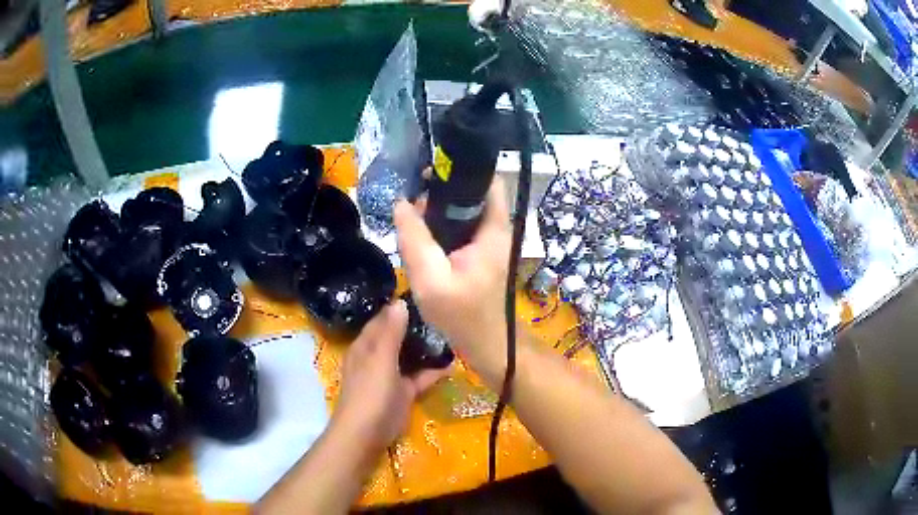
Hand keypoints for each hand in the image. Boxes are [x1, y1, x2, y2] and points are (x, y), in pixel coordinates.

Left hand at [334, 300, 447, 450]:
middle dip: (417, 326)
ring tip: (452, 333)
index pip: (383, 318)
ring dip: (426, 348)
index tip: (425, 294)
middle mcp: (377, 356)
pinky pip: (419, 377)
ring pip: (410, 356)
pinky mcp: (403, 392)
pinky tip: (453, 364)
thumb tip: (400, 302)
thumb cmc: (370, 392)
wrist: (366, 433)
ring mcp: (390, 375)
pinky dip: (433, 371)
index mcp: (366, 344)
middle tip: (445, 312)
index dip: (399, 307)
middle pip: (398, 335)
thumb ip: (391, 331)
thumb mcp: (381, 359)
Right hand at [393, 178, 511, 388]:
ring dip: (440, 209)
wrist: (485, 342)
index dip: (462, 170)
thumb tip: (400, 204)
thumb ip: (414, 239)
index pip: (488, 181)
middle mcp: (495, 228)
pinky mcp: (479, 251)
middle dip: (442, 191)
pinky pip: (460, 227)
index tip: (431, 173)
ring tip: (413, 217)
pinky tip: (423, 234)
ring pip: (464, 210)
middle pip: (472, 193)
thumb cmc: (462, 315)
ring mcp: (488, 240)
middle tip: (414, 201)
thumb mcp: (431, 279)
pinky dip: (442, 225)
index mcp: (493, 228)